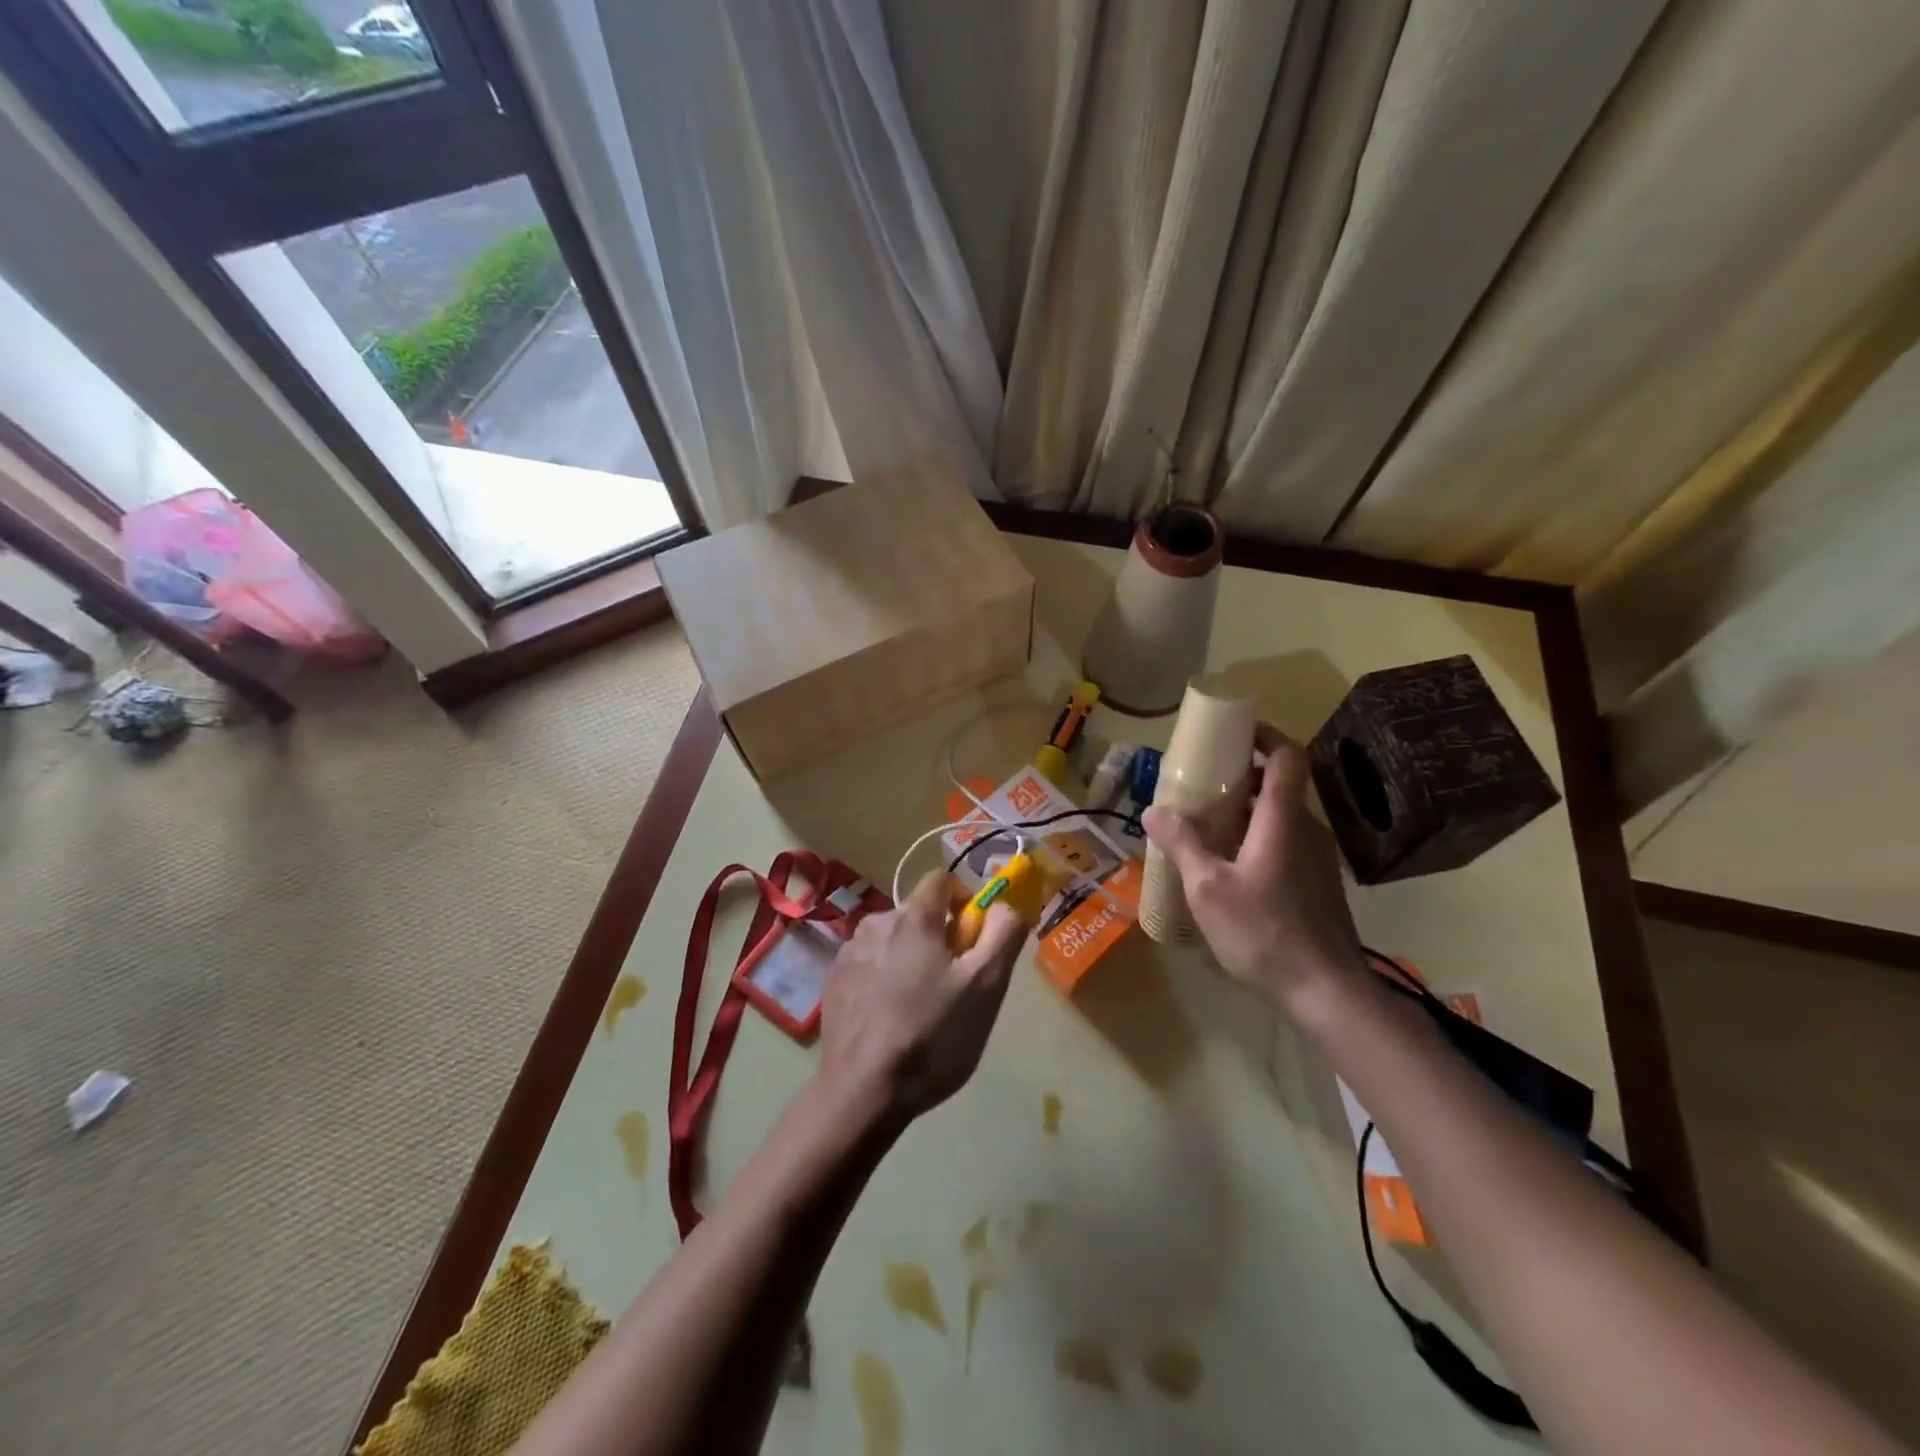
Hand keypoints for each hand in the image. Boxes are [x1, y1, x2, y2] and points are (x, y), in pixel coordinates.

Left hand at [818, 872, 1027, 1121]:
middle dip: (940, 938)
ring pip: (893, 940)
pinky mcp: (833, 982)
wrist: (863, 1091)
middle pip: (918, 914)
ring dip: (911, 959)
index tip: (973, 940)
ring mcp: (849, 953)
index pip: (941, 880)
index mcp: (913, 917)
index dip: (964, 901)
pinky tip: (891, 1020)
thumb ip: (1003, 933)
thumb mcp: (986, 986)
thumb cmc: (932, 1035)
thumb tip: (1007, 904)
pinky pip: (870, 965)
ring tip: (921, 1008)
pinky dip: (884, 979)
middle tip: (954, 985)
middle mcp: (875, 923)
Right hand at [1142, 736, 1365, 1016]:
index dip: (1264, 735)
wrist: (1326, 991)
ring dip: (1249, 809)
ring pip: (1283, 816)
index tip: (1233, 732)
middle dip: (1244, 775)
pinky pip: (1287, 842)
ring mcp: (1317, 858)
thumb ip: (1182, 844)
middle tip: (1203, 783)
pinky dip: (1259, 836)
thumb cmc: (1264, 932)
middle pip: (1281, 784)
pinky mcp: (1318, 883)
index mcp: (1283, 820)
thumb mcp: (1208, 889)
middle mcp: (1307, 829)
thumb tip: (1154, 810)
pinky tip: (1230, 865)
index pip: (1287, 756)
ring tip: (1208, 823)